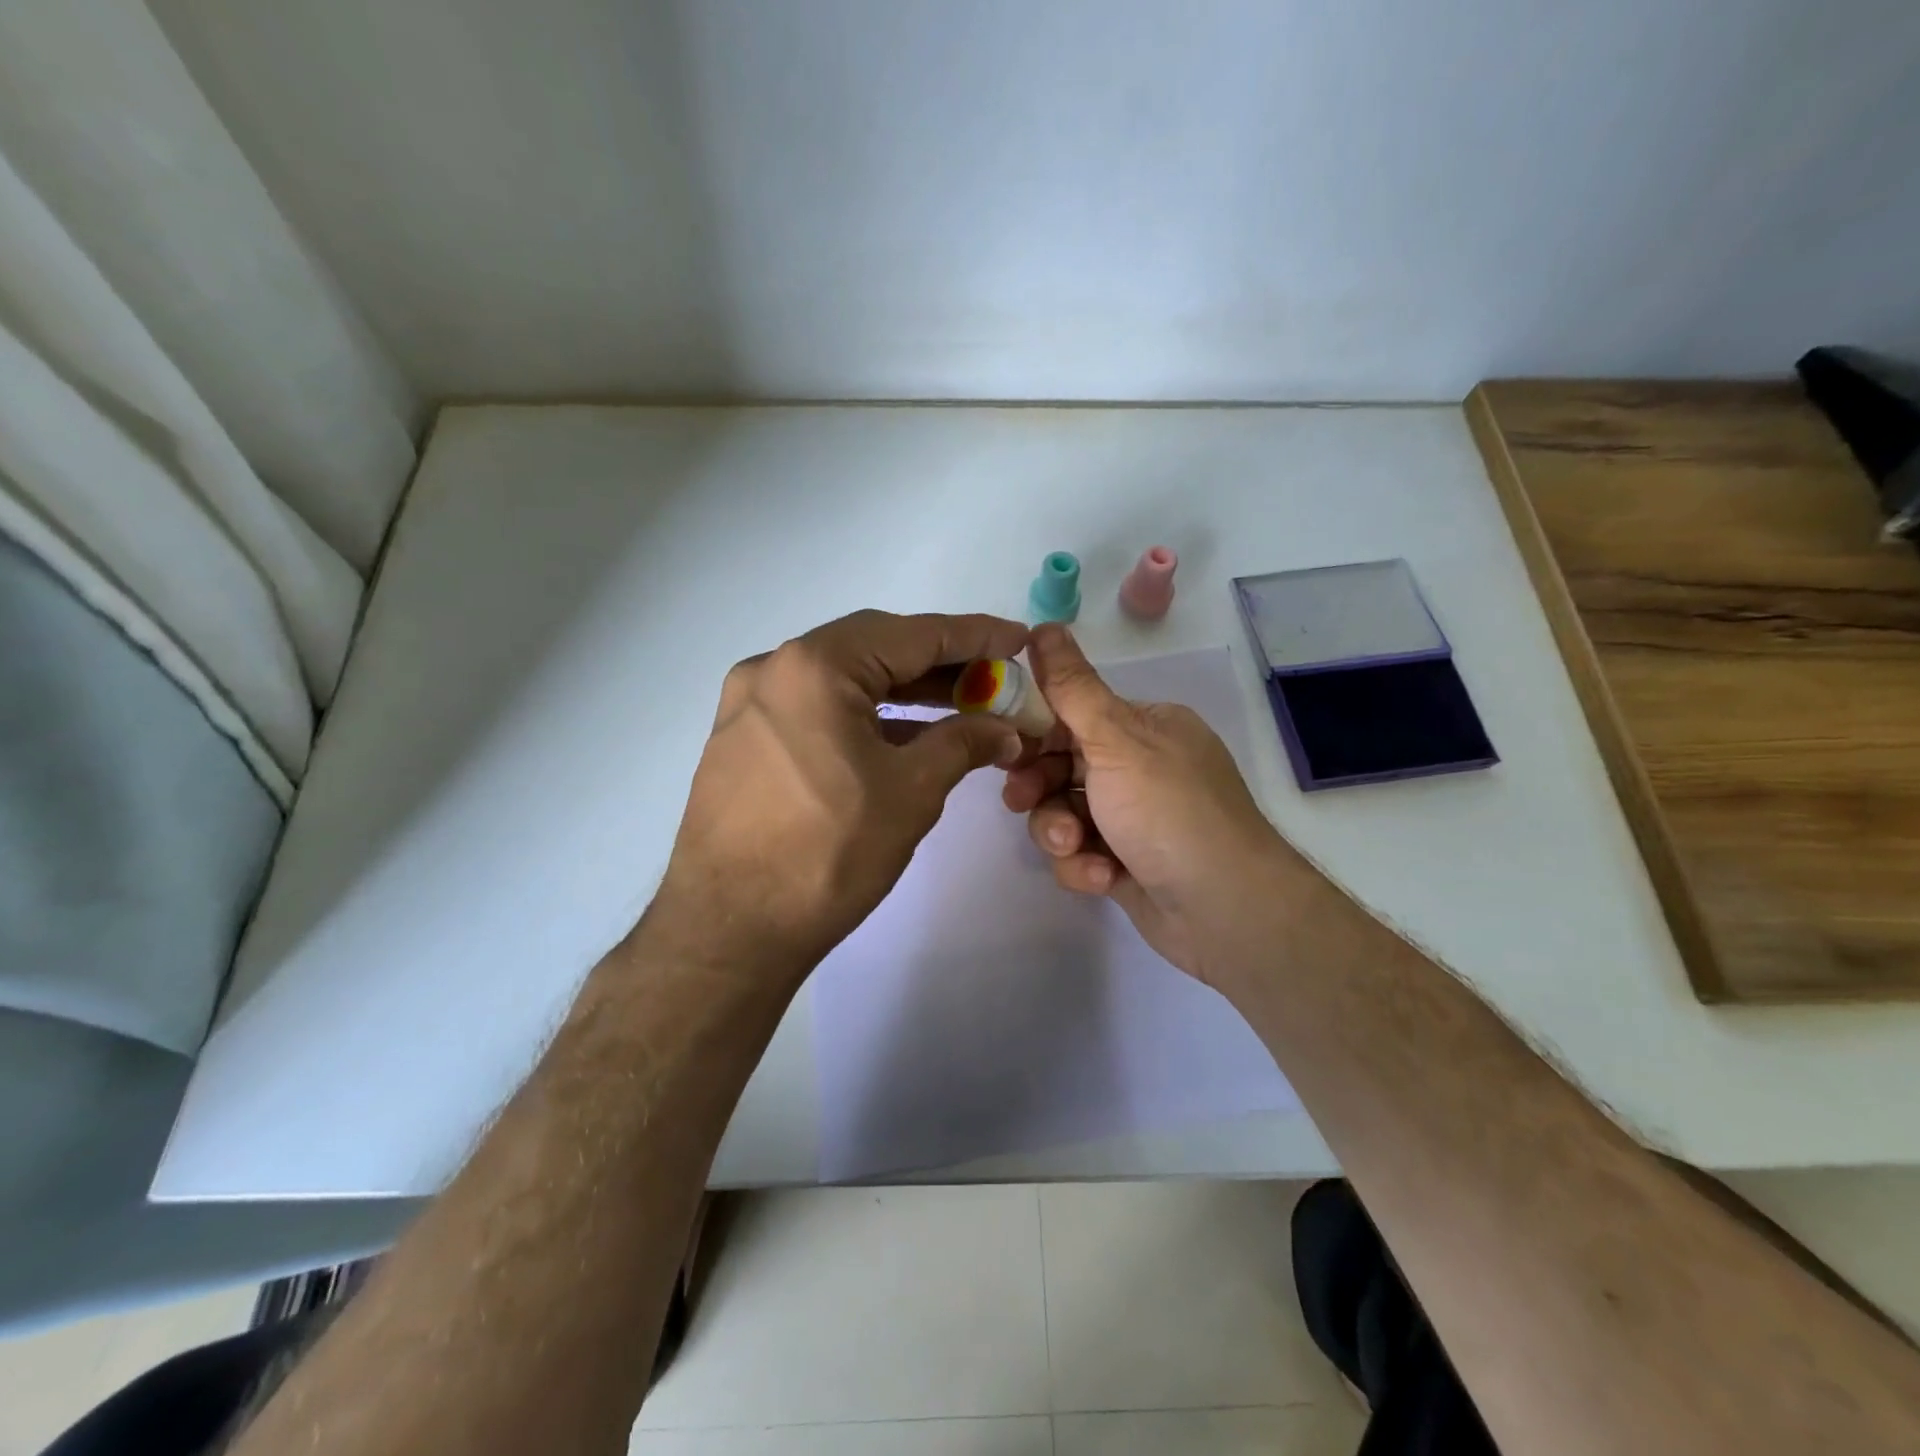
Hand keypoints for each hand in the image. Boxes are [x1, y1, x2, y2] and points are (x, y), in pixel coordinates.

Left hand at [653, 610, 1029, 978]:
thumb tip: (1005, 729)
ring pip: (844, 678)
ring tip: (960, 706)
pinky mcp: (742, 738)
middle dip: (938, 662)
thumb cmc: (828, 853)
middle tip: (991, 677)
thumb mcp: (912, 792)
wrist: (730, 929)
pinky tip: (905, 735)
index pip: (912, 634)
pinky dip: (864, 714)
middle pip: (874, 647)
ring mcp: (750, 703)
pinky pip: (816, 707)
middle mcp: (774, 667)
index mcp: (815, 666)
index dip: (973, 635)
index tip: (1017, 638)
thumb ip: (964, 742)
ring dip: (903, 690)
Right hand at [1003, 625, 1309, 984]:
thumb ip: (1072, 687)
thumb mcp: (1116, 739)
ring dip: (1059, 832)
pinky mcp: (1125, 863)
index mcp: (1147, 727)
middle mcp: (1141, 767)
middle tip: (1020, 800)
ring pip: (1064, 813)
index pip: (1074, 714)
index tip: (1005, 747)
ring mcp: (1134, 818)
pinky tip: (1103, 878)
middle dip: (1040, 788)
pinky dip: (1084, 866)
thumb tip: (1043, 625)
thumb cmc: (1169, 811)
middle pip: (1061, 766)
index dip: (1035, 730)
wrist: (1225, 910)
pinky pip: (1081, 853)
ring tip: (1074, 848)